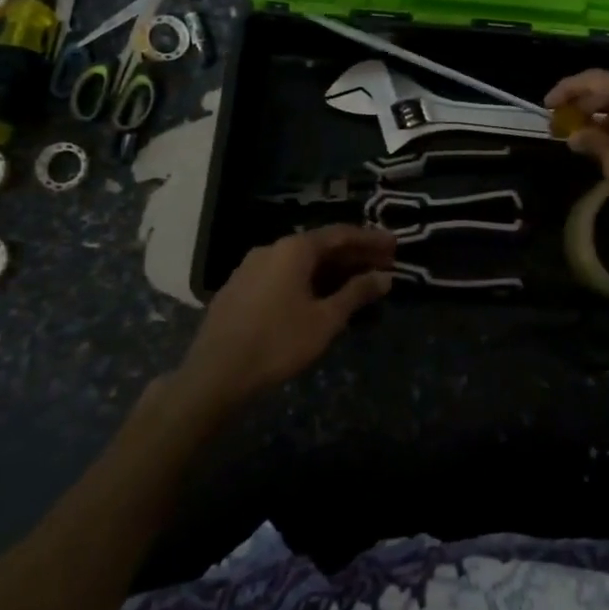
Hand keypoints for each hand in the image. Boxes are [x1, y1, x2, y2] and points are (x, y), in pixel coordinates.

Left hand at [171, 225, 394, 412]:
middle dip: (353, 255)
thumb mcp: (325, 320)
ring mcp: (251, 267)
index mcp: (294, 248)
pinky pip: (283, 275)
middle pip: (320, 246)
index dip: (371, 239)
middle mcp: (272, 248)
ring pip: (300, 262)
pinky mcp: (239, 288)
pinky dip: (308, 280)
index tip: (395, 246)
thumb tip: (385, 277)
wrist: (214, 375)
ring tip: (356, 283)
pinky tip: (319, 297)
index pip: (341, 234)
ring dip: (331, 270)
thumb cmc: (277, 343)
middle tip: (383, 264)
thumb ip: (356, 293)